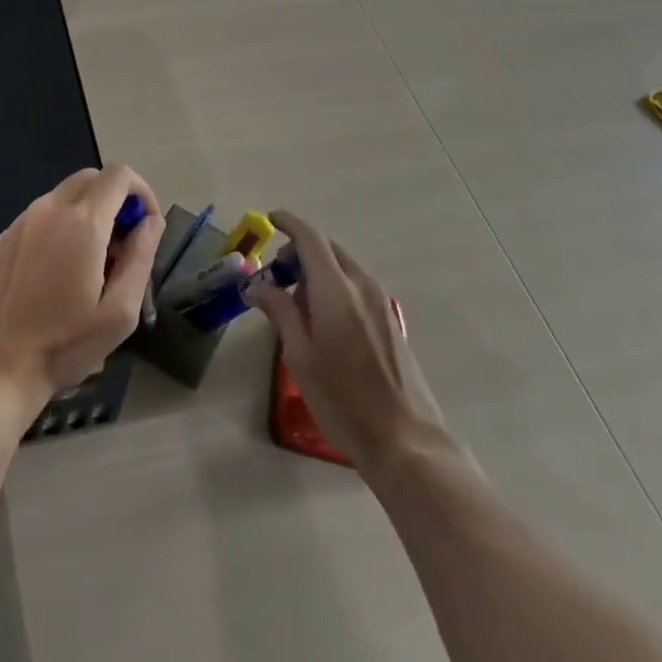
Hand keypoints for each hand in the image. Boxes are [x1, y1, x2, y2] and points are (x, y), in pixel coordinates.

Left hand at [0, 165, 163, 426]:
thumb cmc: (63, 346)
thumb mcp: (119, 313)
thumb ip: (141, 257)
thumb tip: (151, 222)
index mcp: (83, 222)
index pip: (120, 174)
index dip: (142, 192)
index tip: (145, 228)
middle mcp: (51, 208)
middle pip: (93, 178)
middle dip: (116, 200)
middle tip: (122, 246)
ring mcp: (23, 219)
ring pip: (67, 194)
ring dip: (89, 213)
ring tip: (91, 264)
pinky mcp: (5, 236)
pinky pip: (44, 214)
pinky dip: (62, 225)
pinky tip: (58, 271)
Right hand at [246, 210, 456, 476]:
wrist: (405, 441)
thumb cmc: (343, 399)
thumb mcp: (299, 356)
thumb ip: (279, 311)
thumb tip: (256, 285)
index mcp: (336, 289)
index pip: (310, 238)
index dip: (288, 223)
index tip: (270, 220)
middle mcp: (361, 285)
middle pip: (327, 249)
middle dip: (299, 251)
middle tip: (276, 277)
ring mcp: (380, 302)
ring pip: (342, 267)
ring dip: (316, 270)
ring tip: (296, 305)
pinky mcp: (390, 320)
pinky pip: (355, 285)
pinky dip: (334, 285)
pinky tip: (322, 321)